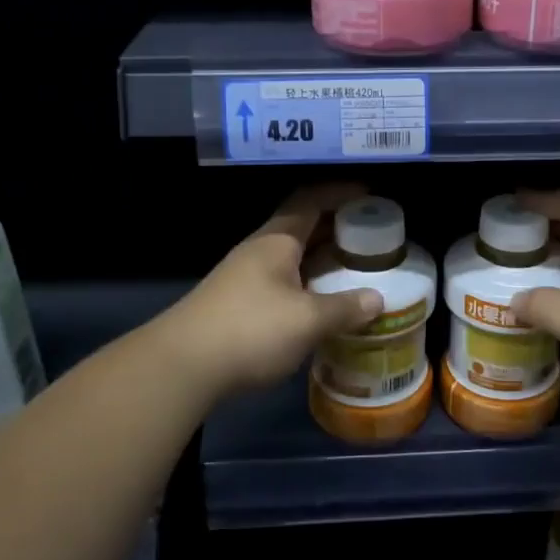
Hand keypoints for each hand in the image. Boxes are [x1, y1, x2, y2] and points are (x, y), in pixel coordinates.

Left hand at [168, 185, 383, 398]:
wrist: (182, 366)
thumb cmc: (249, 330)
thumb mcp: (306, 320)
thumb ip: (344, 308)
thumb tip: (378, 300)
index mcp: (276, 241)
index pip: (311, 201)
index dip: (341, 193)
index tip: (371, 195)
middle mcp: (260, 252)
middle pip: (303, 228)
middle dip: (338, 229)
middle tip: (375, 238)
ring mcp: (246, 279)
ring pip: (294, 260)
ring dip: (324, 262)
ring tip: (358, 272)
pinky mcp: (240, 307)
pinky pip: (285, 285)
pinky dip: (310, 288)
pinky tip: (325, 307)